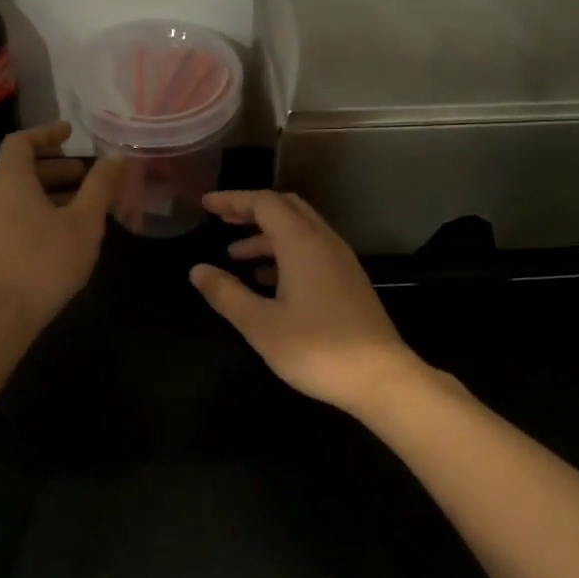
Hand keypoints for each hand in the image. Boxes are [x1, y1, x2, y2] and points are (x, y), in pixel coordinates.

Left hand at [0, 123, 121, 335]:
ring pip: (16, 196)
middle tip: (89, 178)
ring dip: (49, 194)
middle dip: (57, 169)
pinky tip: (60, 236)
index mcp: (8, 182)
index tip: (71, 133)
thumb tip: (116, 156)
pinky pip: (10, 217)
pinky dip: (35, 213)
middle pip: (21, 170)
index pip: (21, 142)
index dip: (47, 133)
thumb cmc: (44, 264)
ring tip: (82, 208)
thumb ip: (100, 186)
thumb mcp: (84, 224)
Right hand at [191, 190, 425, 413]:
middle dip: (251, 210)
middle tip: (221, 220)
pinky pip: (311, 251)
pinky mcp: (348, 281)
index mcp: (302, 243)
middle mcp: (324, 242)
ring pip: (300, 231)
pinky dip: (284, 254)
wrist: (381, 377)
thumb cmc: (316, 349)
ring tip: (235, 255)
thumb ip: (227, 294)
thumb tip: (197, 270)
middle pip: (286, 208)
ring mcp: (340, 261)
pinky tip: (266, 281)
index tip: (206, 204)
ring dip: (266, 236)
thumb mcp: (261, 324)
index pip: (264, 203)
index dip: (233, 200)